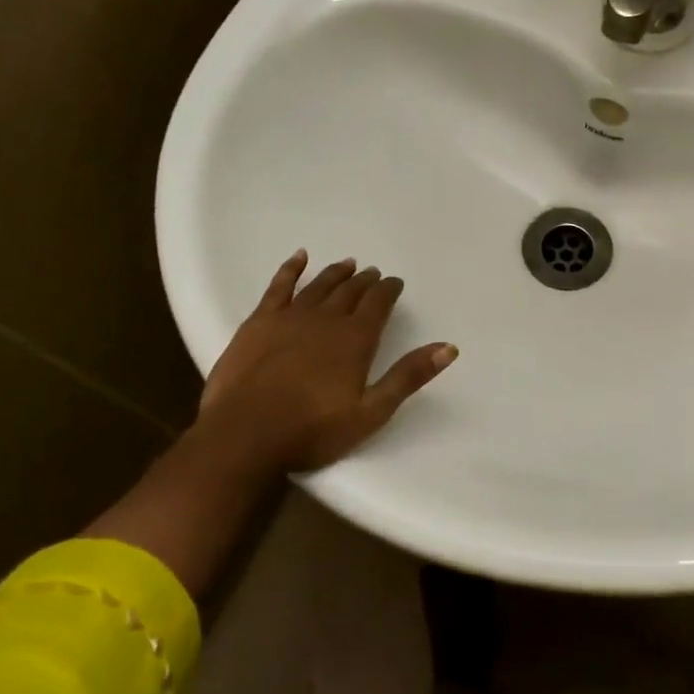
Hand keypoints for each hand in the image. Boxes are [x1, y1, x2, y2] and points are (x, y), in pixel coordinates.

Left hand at [193, 251, 457, 476]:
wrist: (244, 436)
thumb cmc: (312, 430)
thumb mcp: (371, 412)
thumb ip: (408, 377)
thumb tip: (448, 347)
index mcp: (355, 339)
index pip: (378, 304)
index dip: (389, 290)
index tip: (395, 283)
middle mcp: (326, 318)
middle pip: (350, 291)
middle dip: (365, 281)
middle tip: (373, 274)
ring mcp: (290, 317)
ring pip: (319, 285)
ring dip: (336, 273)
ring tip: (348, 264)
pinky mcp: (259, 322)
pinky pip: (279, 286)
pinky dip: (291, 269)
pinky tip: (299, 257)